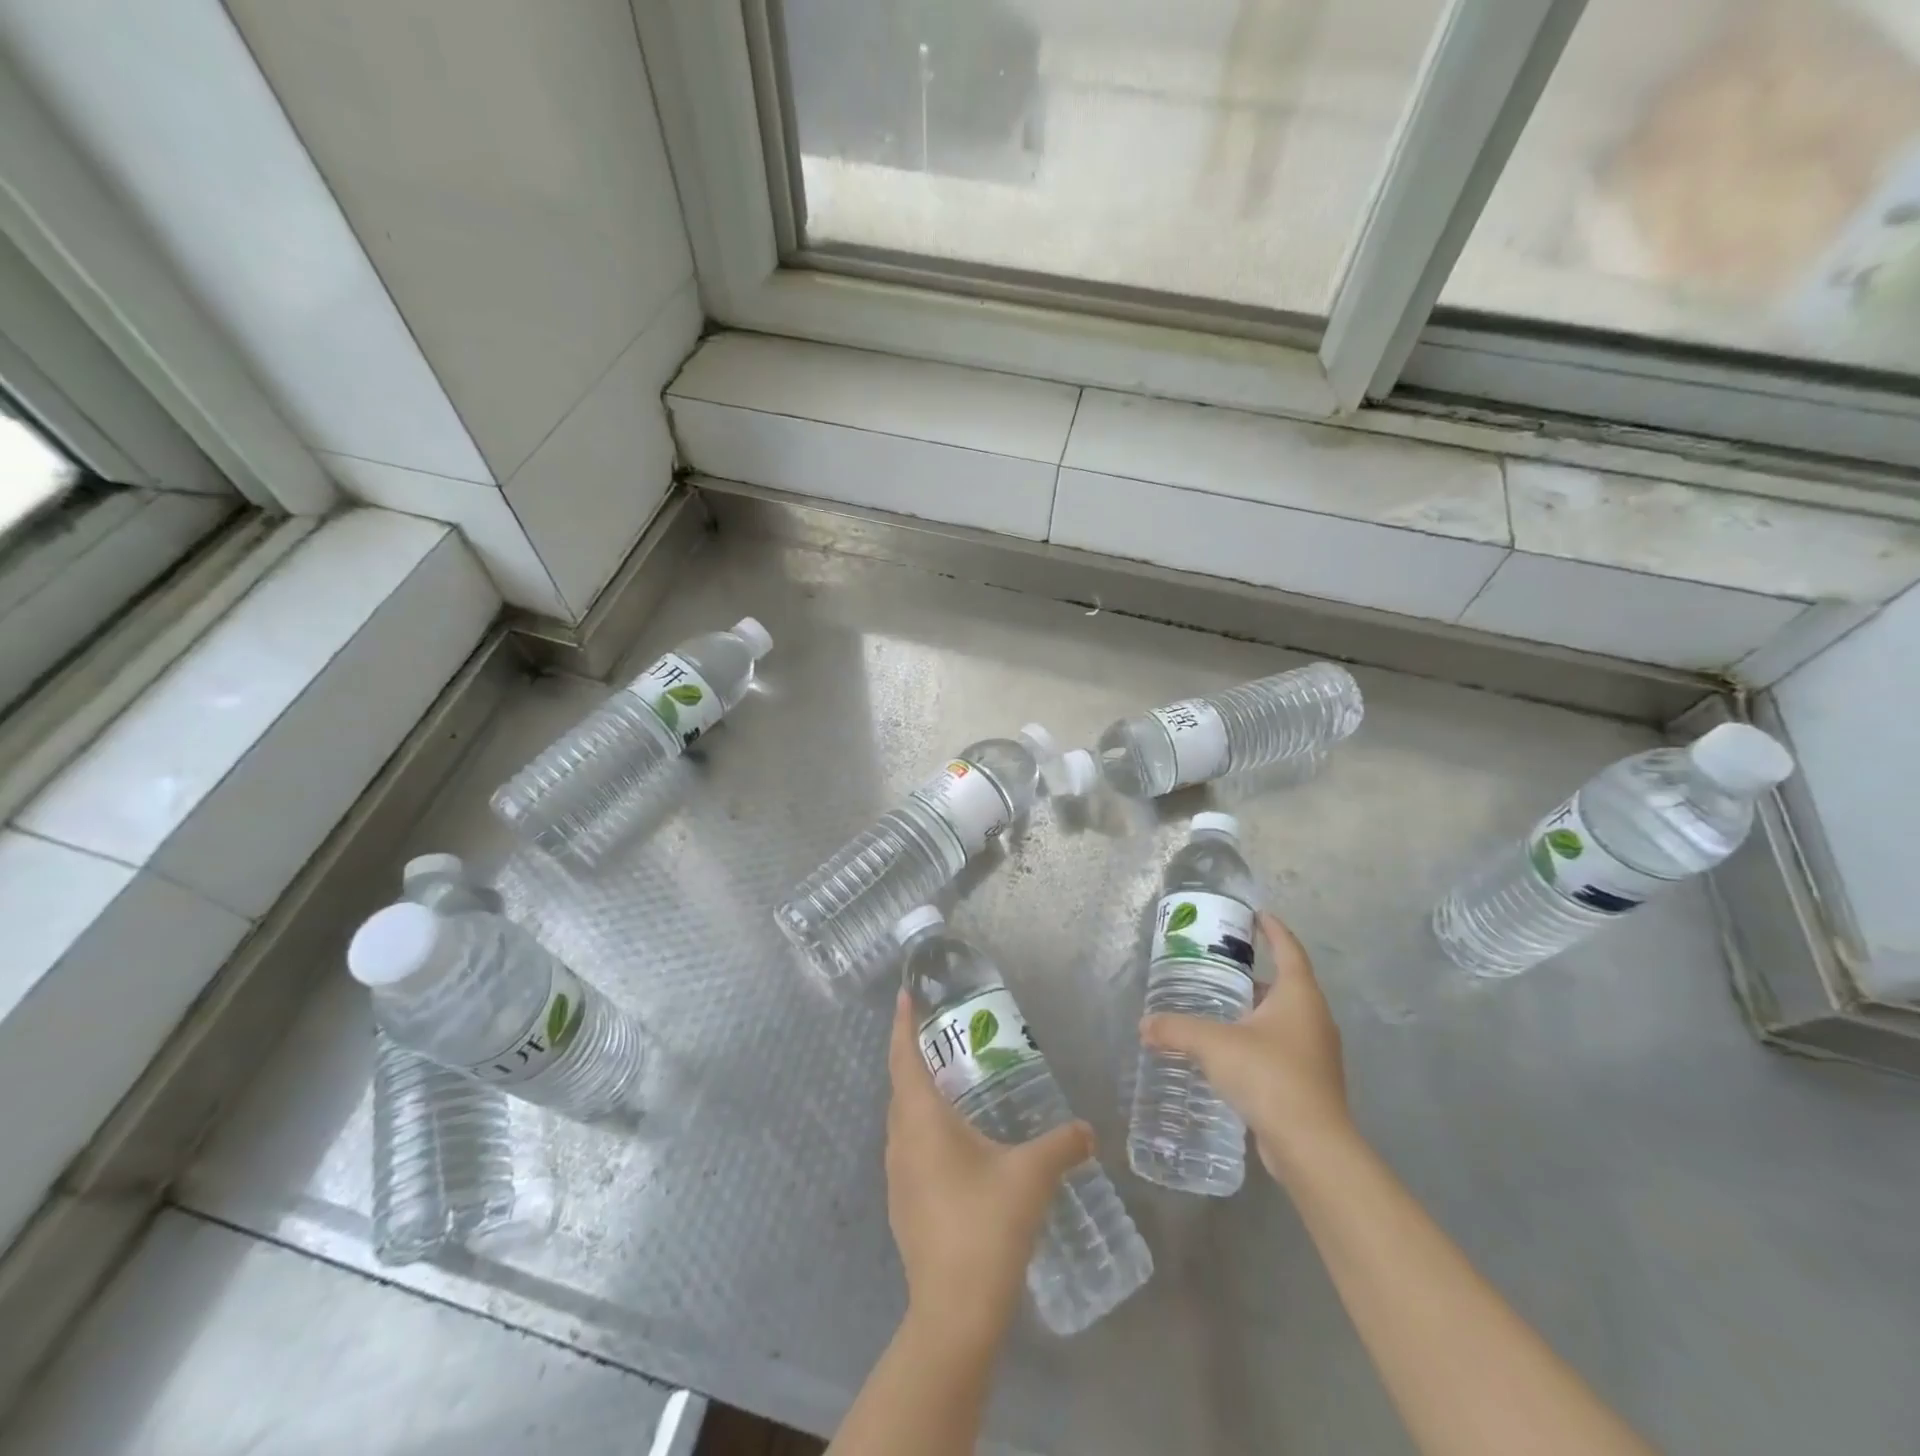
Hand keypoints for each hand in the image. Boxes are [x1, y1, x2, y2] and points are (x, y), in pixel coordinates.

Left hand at [885, 991, 1092, 1350]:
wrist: (955, 1311)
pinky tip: (954, 1142)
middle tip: (941, 1033)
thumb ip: (1062, 1145)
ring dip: (918, 1093)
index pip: (904, 1057)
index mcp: (922, 1120)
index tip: (906, 994)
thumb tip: (1088, 1130)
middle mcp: (901, 1140)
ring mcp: (897, 1176)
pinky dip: (924, 1127)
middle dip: (914, 1053)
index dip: (903, 1023)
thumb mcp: (1032, 1176)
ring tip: (950, 1081)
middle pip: (900, 1084)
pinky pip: (909, 1147)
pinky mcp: (903, 1204)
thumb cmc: (987, 1226)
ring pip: (903, 1118)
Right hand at [1139, 910, 1349, 1182]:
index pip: (1288, 948)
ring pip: (1283, 1019)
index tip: (1255, 915)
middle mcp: (1314, 1018)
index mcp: (1299, 995)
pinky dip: (1257, 1041)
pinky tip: (1229, 1053)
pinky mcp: (1310, 1083)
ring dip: (1254, 1010)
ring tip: (1218, 1008)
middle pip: (1285, 984)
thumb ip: (1177, 1029)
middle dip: (1253, 974)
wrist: (1312, 1147)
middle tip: (1218, 965)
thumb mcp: (1214, 1044)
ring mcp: (1316, 1053)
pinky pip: (1281, 1048)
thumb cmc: (1269, 1076)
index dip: (1272, 929)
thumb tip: (1145, 1025)